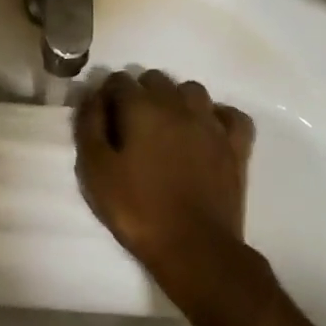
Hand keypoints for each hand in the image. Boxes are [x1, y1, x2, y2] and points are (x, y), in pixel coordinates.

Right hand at [73, 69, 256, 299]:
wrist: (194, 246)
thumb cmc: (137, 208)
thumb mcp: (95, 170)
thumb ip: (89, 126)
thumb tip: (92, 96)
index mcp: (142, 108)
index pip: (119, 81)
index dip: (106, 95)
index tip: (102, 118)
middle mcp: (178, 105)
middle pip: (155, 79)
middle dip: (139, 93)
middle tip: (129, 126)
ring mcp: (212, 124)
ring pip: (192, 91)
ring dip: (176, 100)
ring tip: (165, 126)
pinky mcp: (236, 146)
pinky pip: (230, 115)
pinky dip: (217, 116)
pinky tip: (206, 130)